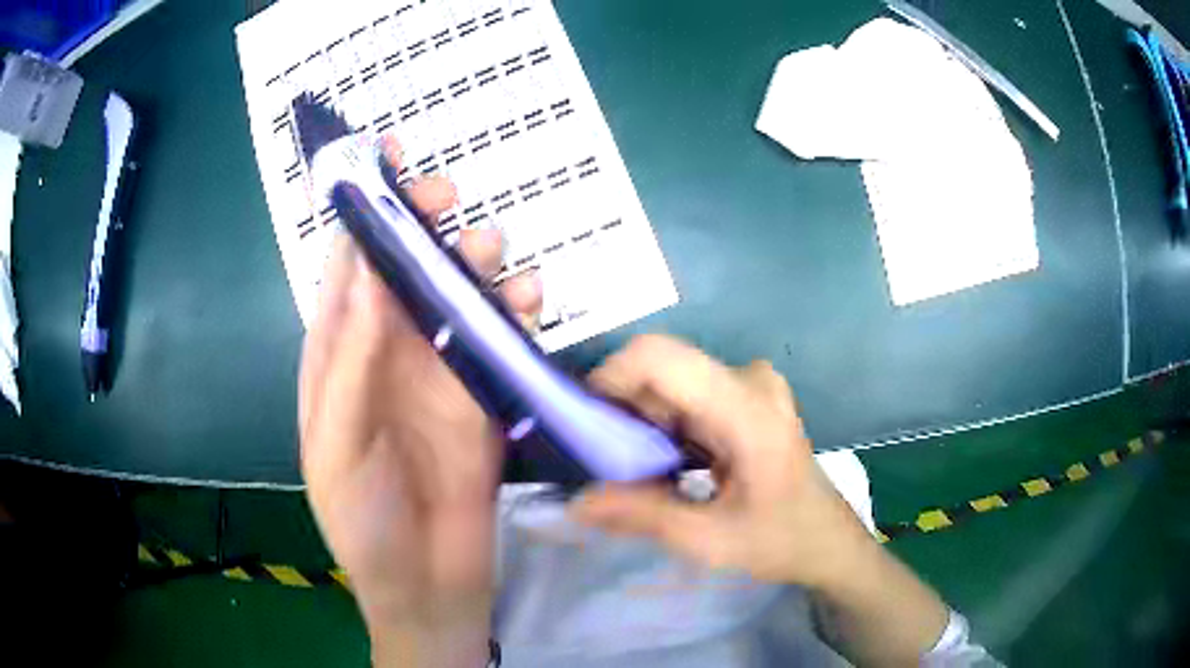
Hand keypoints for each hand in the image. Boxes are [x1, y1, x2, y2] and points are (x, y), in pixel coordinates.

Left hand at [299, 137, 541, 667]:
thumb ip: (348, 361)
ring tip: (492, 255)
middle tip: (445, 197)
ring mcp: (440, 372)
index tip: (382, 157)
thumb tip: (365, 268)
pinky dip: (515, 312)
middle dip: (423, 222)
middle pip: (406, 267)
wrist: (427, 584)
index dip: (361, 210)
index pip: (347, 267)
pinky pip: (501, 339)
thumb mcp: (336, 443)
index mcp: (338, 356)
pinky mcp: (484, 396)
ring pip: (458, 293)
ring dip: (474, 262)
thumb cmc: (362, 521)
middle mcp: (388, 352)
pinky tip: (528, 301)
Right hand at [570, 336, 948, 665]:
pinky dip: (665, 425)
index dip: (610, 378)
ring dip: (643, 422)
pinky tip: (668, 464)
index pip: (660, 357)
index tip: (585, 425)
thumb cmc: (781, 541)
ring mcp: (752, 385)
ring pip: (672, 383)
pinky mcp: (748, 396)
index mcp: (747, 410)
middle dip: (623, 411)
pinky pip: (688, 395)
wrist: (829, 542)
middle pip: (662, 370)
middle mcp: (749, 380)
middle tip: (607, 464)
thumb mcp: (708, 541)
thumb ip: (641, 515)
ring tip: (639, 472)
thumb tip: (576, 500)